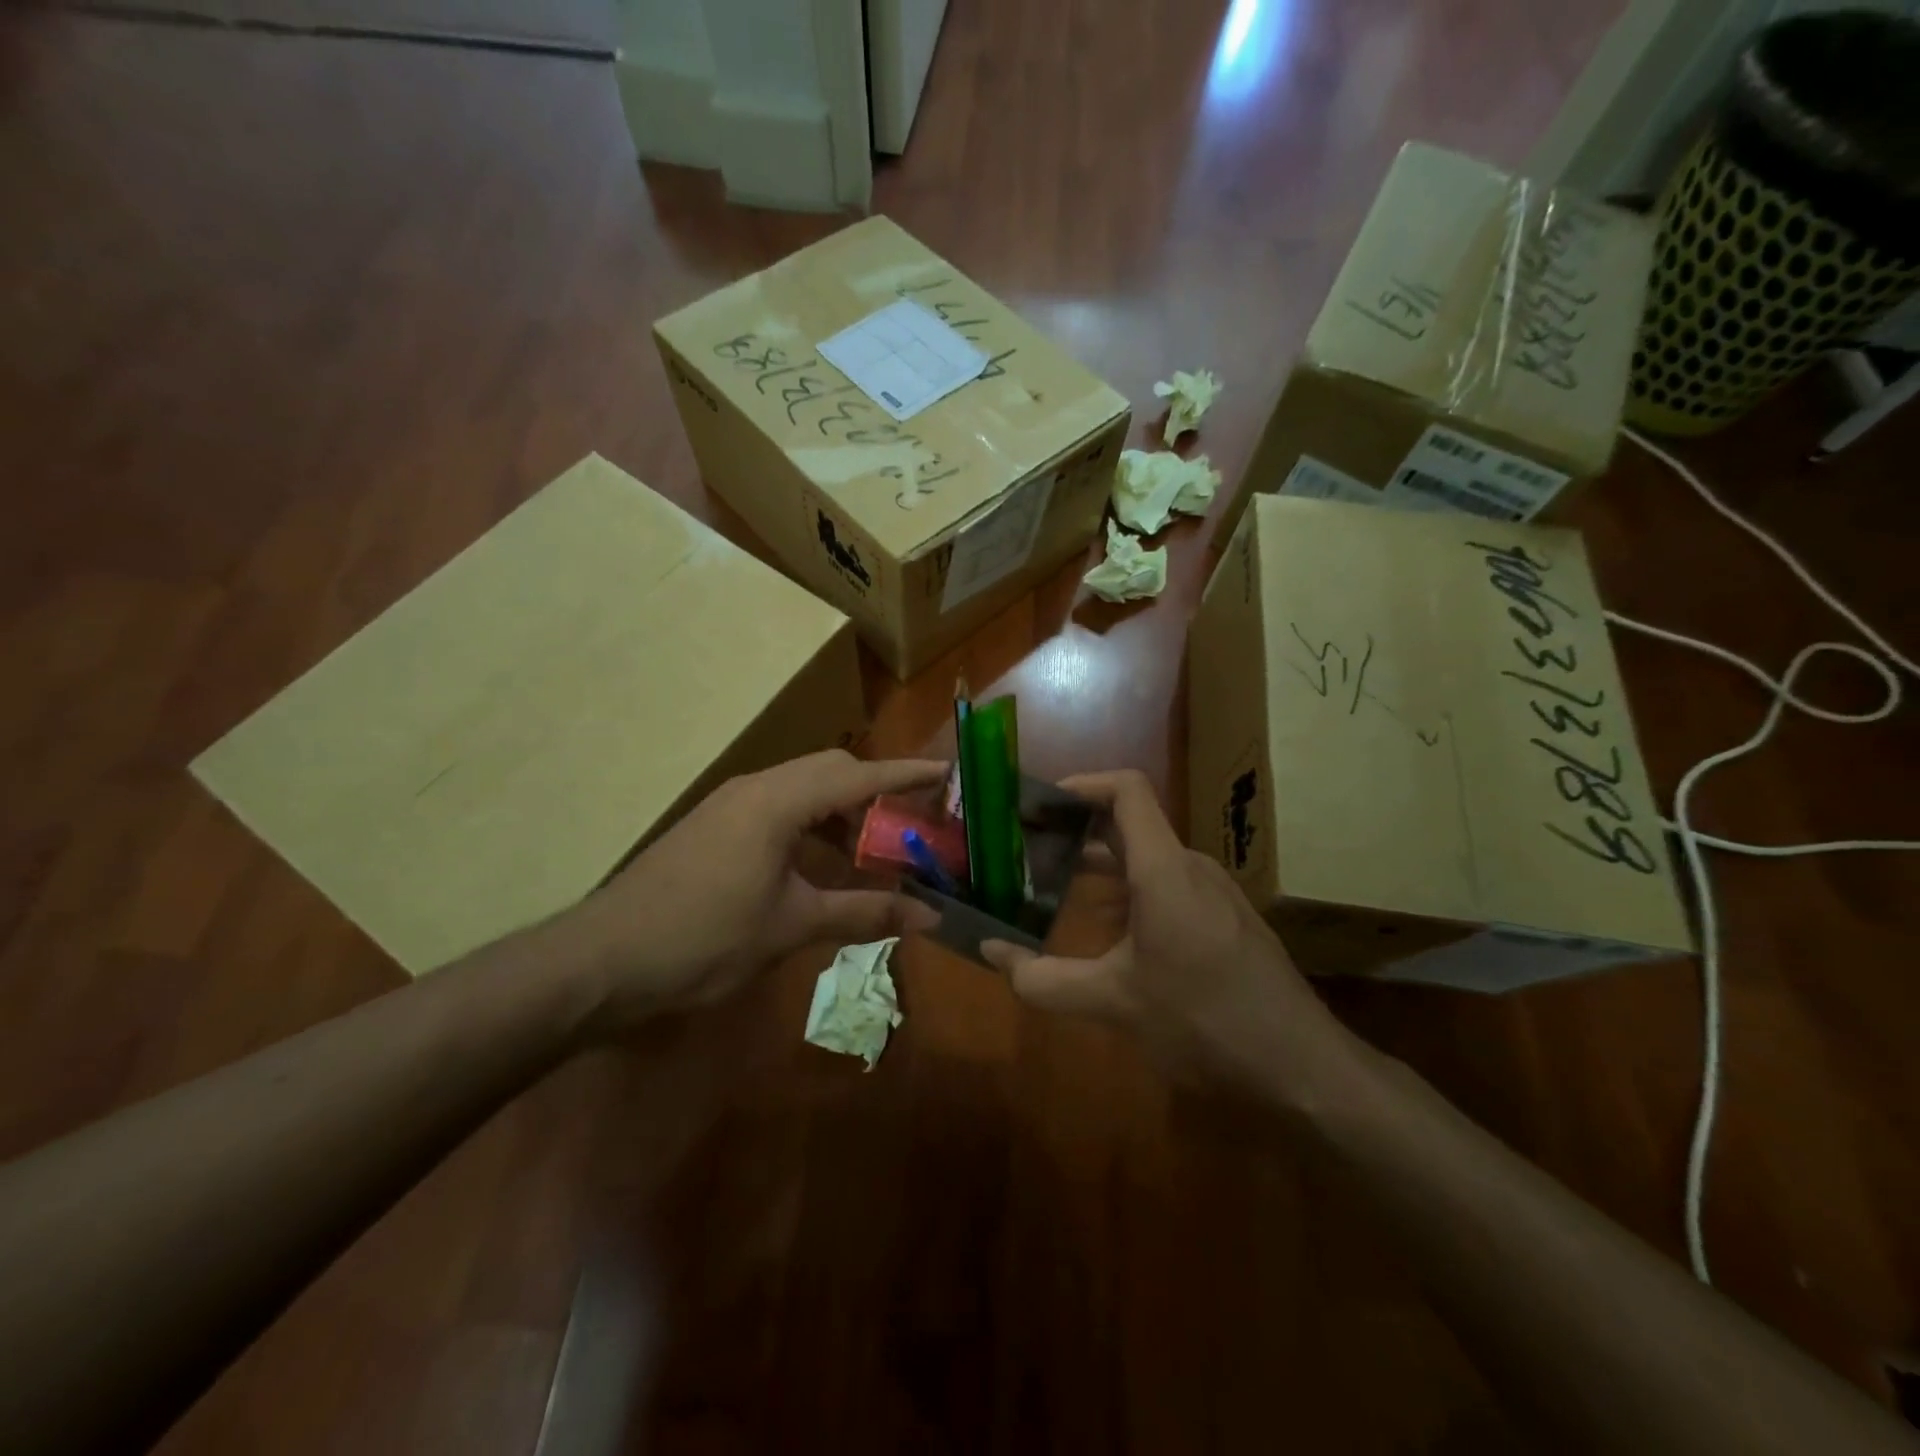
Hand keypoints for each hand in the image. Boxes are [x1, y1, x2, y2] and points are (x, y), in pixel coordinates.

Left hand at [559, 750, 946, 1026]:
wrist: (601, 960)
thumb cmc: (703, 939)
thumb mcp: (791, 927)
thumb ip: (863, 912)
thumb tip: (930, 917)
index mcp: (777, 802)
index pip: (857, 775)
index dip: (905, 775)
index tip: (946, 773)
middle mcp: (755, 789)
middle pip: (830, 771)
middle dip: (875, 790)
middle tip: (913, 821)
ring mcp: (729, 806)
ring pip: (802, 789)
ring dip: (842, 810)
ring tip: (874, 846)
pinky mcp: (714, 827)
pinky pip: (778, 808)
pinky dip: (811, 825)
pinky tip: (821, 863)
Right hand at [981, 770, 1355, 1094]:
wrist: (1303, 1067)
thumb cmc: (1204, 1021)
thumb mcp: (1113, 1003)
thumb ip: (1043, 979)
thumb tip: (989, 950)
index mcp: (1164, 869)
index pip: (1127, 789)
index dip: (1080, 784)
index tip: (1036, 802)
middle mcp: (1191, 867)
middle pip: (1130, 824)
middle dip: (1075, 832)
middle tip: (1026, 851)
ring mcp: (1213, 893)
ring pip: (1147, 860)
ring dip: (1099, 868)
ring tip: (1051, 889)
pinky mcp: (1225, 919)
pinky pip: (1168, 886)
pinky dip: (1128, 894)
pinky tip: (1104, 933)